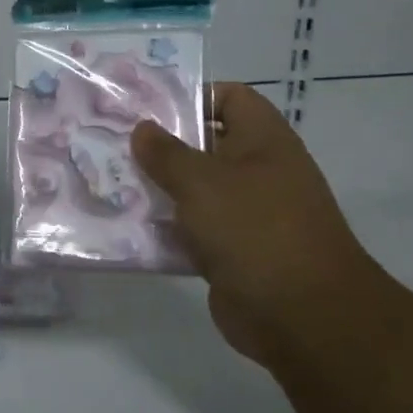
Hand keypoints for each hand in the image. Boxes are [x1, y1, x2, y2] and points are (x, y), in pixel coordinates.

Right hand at [132, 83, 375, 362]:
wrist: (301, 315)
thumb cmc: (254, 229)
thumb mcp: (201, 182)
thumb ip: (166, 153)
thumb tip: (142, 128)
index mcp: (263, 141)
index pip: (230, 97)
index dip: (192, 96)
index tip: (147, 109)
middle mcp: (258, 171)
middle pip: (205, 145)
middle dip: (161, 146)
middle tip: (113, 144)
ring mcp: (246, 214)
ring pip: (194, 191)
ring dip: (158, 190)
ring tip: (110, 182)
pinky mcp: (232, 252)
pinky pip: (192, 231)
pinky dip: (165, 230)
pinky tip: (127, 228)